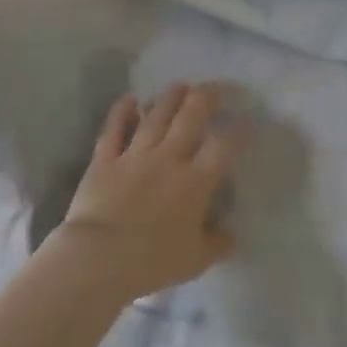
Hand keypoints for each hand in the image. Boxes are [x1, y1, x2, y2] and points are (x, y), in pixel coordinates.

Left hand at [47, 83, 242, 302]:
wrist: (99, 258)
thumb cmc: (152, 262)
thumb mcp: (196, 260)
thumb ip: (218, 244)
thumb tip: (231, 236)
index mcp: (195, 182)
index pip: (224, 147)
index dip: (239, 131)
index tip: (247, 121)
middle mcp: (168, 159)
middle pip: (191, 117)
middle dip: (207, 97)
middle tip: (216, 89)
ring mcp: (134, 156)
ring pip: (156, 116)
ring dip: (170, 98)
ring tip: (181, 85)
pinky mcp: (104, 160)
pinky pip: (113, 129)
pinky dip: (121, 112)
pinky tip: (129, 99)